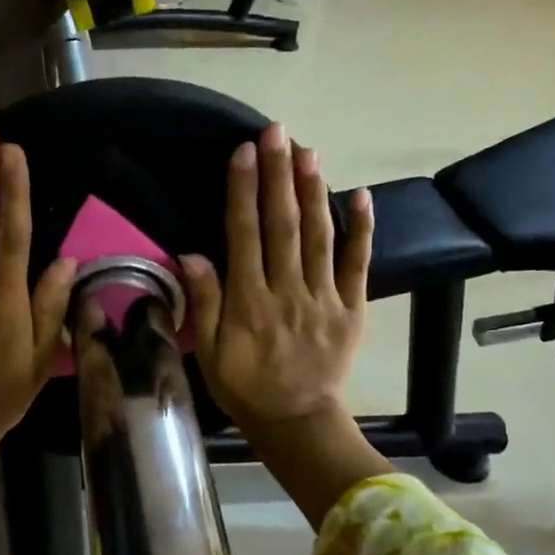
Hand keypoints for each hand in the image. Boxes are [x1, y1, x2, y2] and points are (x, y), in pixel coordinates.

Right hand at [182, 124, 389, 525]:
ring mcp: (324, 297)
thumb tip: (192, 254)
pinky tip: (360, 194)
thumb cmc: (244, 387)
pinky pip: (358, 264)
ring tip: (308, 151)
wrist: (297, 422)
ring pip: (320, 236)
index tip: (243, 152)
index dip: (243, 191)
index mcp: (249, 302)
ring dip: (314, 191)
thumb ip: (203, 304)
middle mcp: (287, 291)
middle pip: (283, 225)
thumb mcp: (209, 354)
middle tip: (276, 132)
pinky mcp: (352, 307)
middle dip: (277, 176)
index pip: (244, 235)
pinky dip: (361, 229)